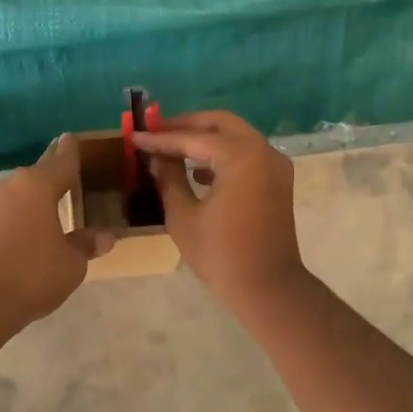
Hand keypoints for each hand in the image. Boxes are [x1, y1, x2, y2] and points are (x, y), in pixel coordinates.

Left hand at [0, 135, 113, 325]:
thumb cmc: (32, 273)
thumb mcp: (71, 262)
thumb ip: (86, 244)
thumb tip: (106, 236)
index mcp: (38, 185)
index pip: (61, 161)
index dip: (70, 151)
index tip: (71, 137)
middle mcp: (12, 186)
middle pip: (38, 172)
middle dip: (52, 168)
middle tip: (66, 162)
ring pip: (21, 191)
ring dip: (36, 194)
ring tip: (53, 197)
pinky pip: (9, 210)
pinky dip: (23, 212)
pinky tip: (31, 224)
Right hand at [133, 111, 309, 314]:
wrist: (268, 288)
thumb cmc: (221, 255)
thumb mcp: (183, 216)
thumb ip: (168, 179)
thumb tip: (157, 158)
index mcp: (240, 156)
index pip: (193, 138)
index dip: (161, 138)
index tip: (134, 136)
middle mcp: (262, 150)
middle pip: (220, 123)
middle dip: (186, 125)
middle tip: (155, 132)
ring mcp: (274, 164)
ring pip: (235, 135)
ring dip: (204, 138)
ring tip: (170, 149)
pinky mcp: (277, 179)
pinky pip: (246, 153)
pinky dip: (222, 153)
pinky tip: (197, 170)